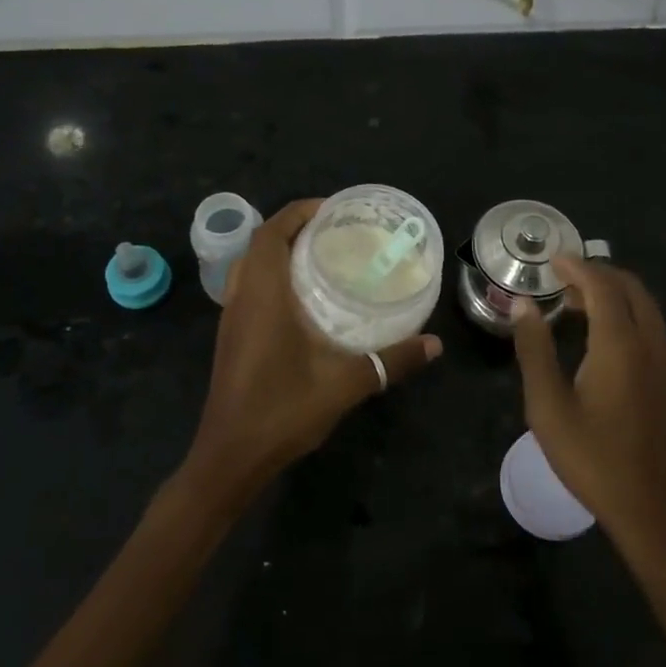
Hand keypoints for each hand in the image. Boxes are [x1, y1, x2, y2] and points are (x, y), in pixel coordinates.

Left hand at [184, 199, 441, 508]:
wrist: (230, 457)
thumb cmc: (282, 411)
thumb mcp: (345, 384)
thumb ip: (391, 361)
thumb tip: (435, 344)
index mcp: (263, 296)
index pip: (271, 234)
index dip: (298, 212)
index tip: (332, 209)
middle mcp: (242, 299)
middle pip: (259, 244)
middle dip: (292, 227)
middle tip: (333, 231)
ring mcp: (232, 320)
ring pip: (249, 267)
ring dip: (278, 252)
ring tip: (320, 256)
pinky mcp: (231, 338)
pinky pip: (248, 288)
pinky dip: (271, 276)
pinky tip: (302, 298)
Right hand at [511, 257, 665, 560]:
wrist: (652, 508)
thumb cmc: (592, 458)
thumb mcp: (548, 406)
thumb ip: (535, 350)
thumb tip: (523, 305)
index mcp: (621, 344)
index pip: (602, 286)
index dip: (576, 267)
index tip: (551, 259)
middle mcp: (651, 342)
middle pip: (630, 287)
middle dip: (597, 273)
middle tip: (562, 278)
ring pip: (644, 306)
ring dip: (613, 293)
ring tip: (576, 301)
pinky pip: (650, 326)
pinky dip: (626, 312)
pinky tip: (601, 334)